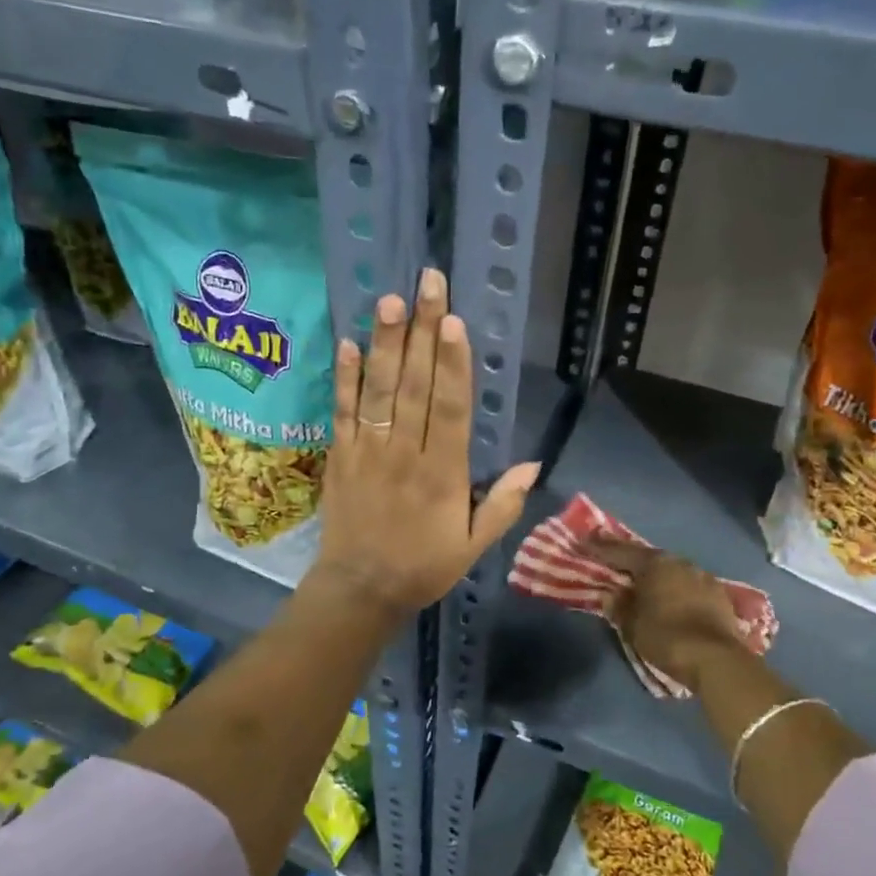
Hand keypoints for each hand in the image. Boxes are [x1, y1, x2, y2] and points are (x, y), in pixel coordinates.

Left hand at [312, 267, 539, 615]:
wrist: (359, 589)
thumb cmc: (423, 566)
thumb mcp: (473, 546)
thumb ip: (502, 505)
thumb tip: (534, 465)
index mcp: (442, 474)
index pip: (449, 409)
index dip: (453, 364)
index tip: (454, 322)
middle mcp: (404, 453)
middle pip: (415, 386)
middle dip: (424, 333)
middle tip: (428, 285)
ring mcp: (368, 451)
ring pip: (379, 390)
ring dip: (386, 344)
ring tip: (390, 302)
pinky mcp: (341, 455)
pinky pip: (342, 411)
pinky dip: (345, 378)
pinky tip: (350, 343)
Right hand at [584, 537, 744, 690]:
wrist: (717, 659)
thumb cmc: (666, 637)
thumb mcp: (632, 625)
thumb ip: (619, 606)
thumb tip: (611, 595)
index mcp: (655, 564)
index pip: (621, 551)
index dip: (600, 547)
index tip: (585, 541)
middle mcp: (679, 562)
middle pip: (648, 558)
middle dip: (630, 560)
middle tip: (614, 561)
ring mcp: (703, 576)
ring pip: (672, 571)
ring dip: (656, 576)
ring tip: (643, 583)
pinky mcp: (719, 594)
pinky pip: (689, 585)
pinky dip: (676, 589)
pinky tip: (671, 598)